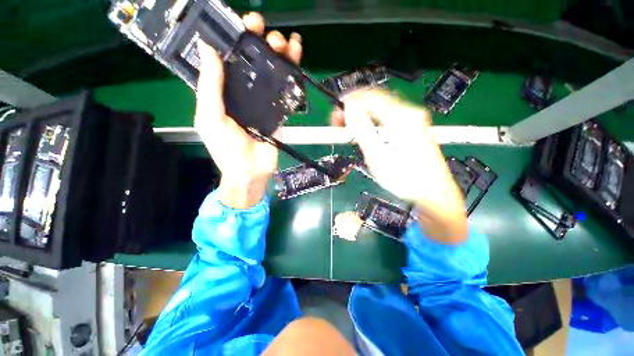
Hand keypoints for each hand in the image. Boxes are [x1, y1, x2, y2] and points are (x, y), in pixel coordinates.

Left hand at [194, 13, 301, 207]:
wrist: (252, 171)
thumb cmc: (227, 149)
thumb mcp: (211, 118)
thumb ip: (210, 88)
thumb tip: (207, 48)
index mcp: (223, 91)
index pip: (228, 58)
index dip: (234, 39)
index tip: (242, 25)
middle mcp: (243, 92)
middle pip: (251, 61)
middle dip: (258, 41)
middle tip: (263, 30)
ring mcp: (263, 101)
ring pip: (271, 72)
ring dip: (277, 53)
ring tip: (282, 42)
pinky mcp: (278, 111)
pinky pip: (285, 90)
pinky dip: (291, 74)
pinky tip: (296, 58)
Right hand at [333, 91, 467, 243]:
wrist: (434, 193)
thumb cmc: (407, 181)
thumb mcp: (379, 158)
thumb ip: (363, 131)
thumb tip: (349, 110)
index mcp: (401, 118)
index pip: (369, 97)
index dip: (348, 103)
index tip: (335, 117)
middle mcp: (410, 114)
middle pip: (375, 99)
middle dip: (353, 108)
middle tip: (339, 123)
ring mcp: (413, 120)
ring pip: (380, 107)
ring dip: (361, 115)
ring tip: (349, 129)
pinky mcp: (412, 128)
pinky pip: (386, 117)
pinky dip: (371, 121)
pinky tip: (365, 132)